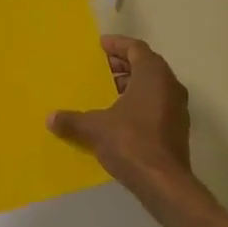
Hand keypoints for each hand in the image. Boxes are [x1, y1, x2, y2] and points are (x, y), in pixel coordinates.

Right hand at [48, 36, 192, 194]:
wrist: (163, 181)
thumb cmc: (130, 142)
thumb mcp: (95, 128)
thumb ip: (72, 120)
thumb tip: (50, 118)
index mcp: (153, 75)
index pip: (137, 49)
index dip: (118, 44)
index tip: (101, 45)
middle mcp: (170, 86)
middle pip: (147, 65)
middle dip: (123, 64)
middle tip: (101, 67)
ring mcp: (177, 108)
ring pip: (153, 85)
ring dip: (131, 84)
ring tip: (107, 90)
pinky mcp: (177, 127)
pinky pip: (157, 103)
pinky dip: (139, 101)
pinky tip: (119, 115)